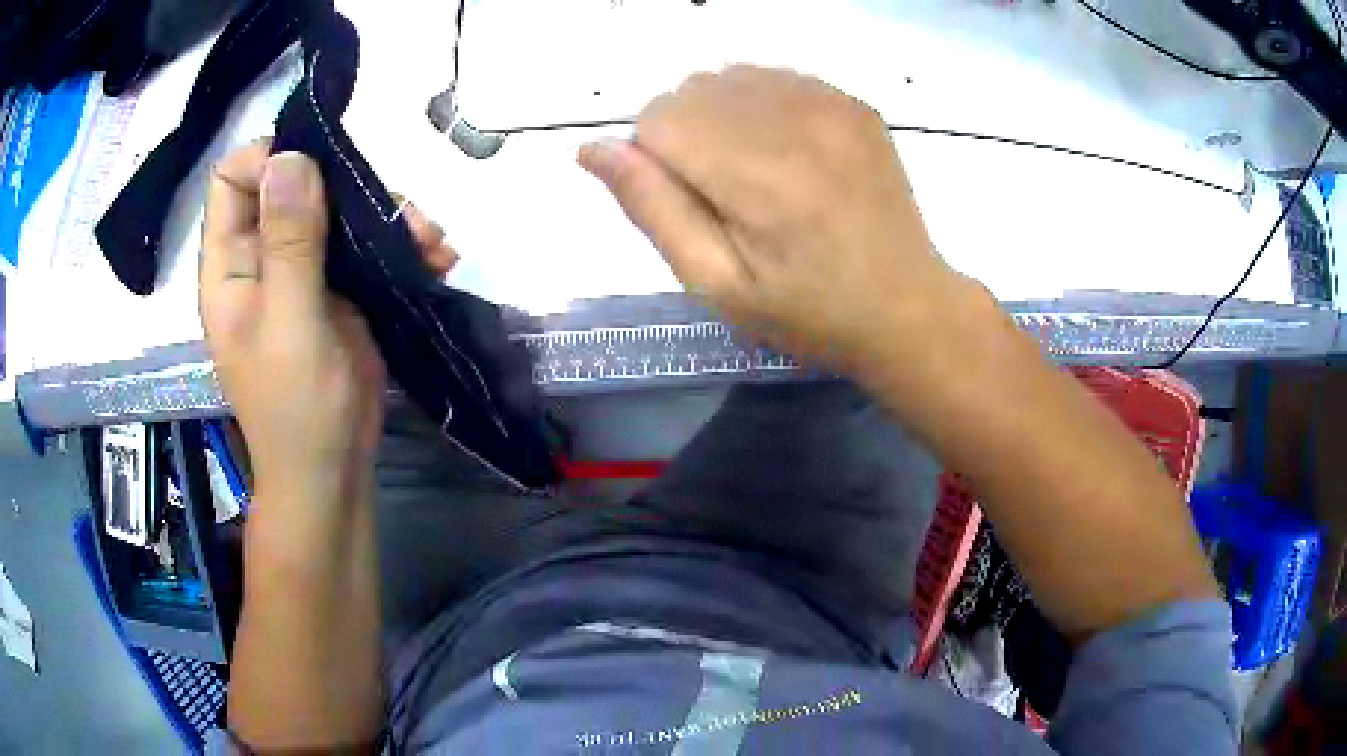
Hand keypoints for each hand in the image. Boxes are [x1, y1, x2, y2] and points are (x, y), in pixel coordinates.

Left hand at [200, 141, 456, 500]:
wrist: (333, 469)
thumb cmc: (297, 407)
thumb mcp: (289, 322)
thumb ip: (287, 241)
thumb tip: (288, 156)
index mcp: (231, 264)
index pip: (234, 179)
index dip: (271, 158)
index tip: (321, 163)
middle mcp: (262, 257)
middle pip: (296, 184)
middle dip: (348, 185)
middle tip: (396, 209)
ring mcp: (303, 271)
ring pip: (339, 209)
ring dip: (387, 215)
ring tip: (431, 241)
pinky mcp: (339, 288)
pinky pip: (367, 244)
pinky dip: (402, 244)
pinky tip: (437, 259)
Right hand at [579, 65, 971, 382]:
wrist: (906, 306)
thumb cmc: (807, 312)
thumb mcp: (716, 283)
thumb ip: (652, 208)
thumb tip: (591, 148)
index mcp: (759, 174)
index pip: (658, 119)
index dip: (655, 161)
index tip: (691, 204)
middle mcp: (796, 120)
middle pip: (691, 89)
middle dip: (686, 136)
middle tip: (727, 195)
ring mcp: (832, 103)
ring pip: (729, 76)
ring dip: (722, 115)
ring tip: (758, 173)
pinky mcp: (853, 101)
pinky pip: (775, 77)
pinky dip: (762, 106)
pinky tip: (790, 154)